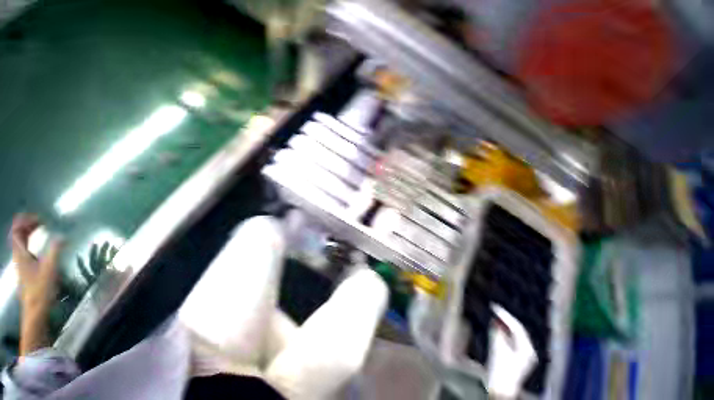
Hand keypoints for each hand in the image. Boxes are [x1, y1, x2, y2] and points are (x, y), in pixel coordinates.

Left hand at [10, 213, 62, 355]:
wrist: (35, 309)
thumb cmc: (41, 288)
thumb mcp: (50, 269)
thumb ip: (55, 251)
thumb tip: (62, 235)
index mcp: (21, 254)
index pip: (16, 232)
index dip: (25, 222)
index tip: (39, 217)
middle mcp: (19, 256)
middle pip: (17, 235)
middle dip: (27, 224)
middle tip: (42, 220)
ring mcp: (22, 263)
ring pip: (21, 242)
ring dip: (29, 232)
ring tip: (42, 227)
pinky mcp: (27, 267)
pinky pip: (25, 249)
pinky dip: (31, 241)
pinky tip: (41, 243)